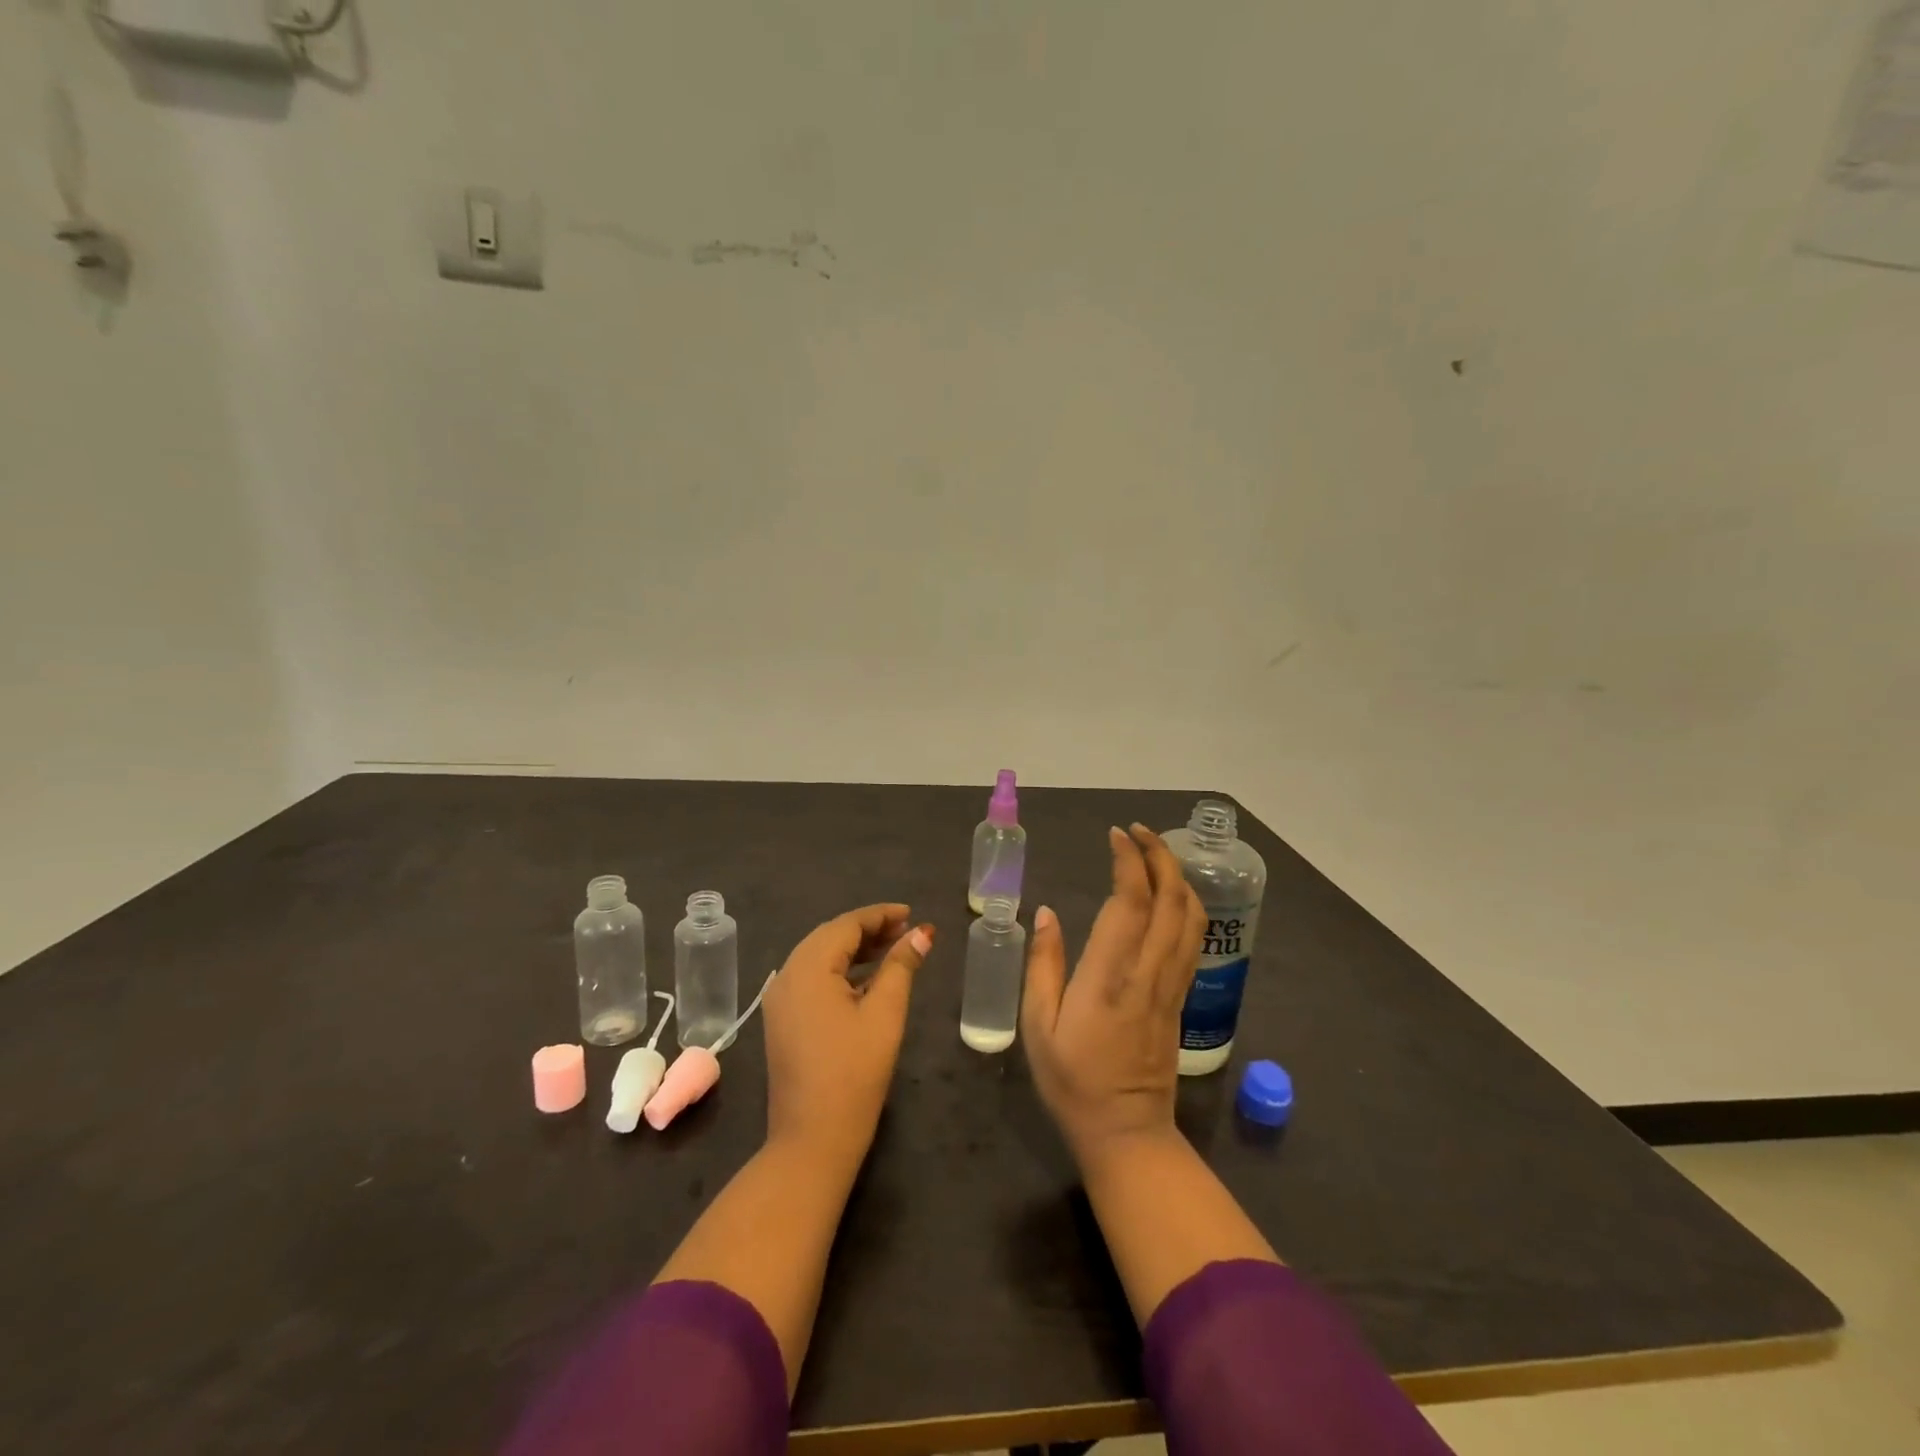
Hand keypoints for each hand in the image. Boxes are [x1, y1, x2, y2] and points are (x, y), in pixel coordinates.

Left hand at [763, 904, 933, 1174]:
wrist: (812, 1139)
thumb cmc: (854, 1072)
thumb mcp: (885, 1014)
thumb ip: (902, 967)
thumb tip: (922, 933)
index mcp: (808, 968)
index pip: (846, 925)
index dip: (880, 915)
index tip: (911, 913)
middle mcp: (787, 976)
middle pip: (830, 937)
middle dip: (869, 930)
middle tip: (906, 931)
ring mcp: (780, 1000)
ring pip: (820, 957)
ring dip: (855, 950)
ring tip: (894, 950)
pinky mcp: (783, 1020)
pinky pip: (812, 979)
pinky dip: (840, 971)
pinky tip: (867, 979)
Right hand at [1022, 825, 1205, 1165]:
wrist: (1126, 1132)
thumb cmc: (1072, 1080)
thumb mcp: (1037, 1025)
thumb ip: (1043, 965)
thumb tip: (1046, 913)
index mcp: (1109, 977)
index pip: (1129, 903)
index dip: (1128, 862)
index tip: (1116, 835)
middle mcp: (1148, 973)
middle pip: (1171, 900)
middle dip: (1160, 856)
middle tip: (1138, 832)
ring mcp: (1171, 985)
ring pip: (1191, 918)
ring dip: (1179, 877)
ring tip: (1156, 854)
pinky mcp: (1181, 997)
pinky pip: (1192, 940)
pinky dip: (1186, 905)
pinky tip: (1171, 895)